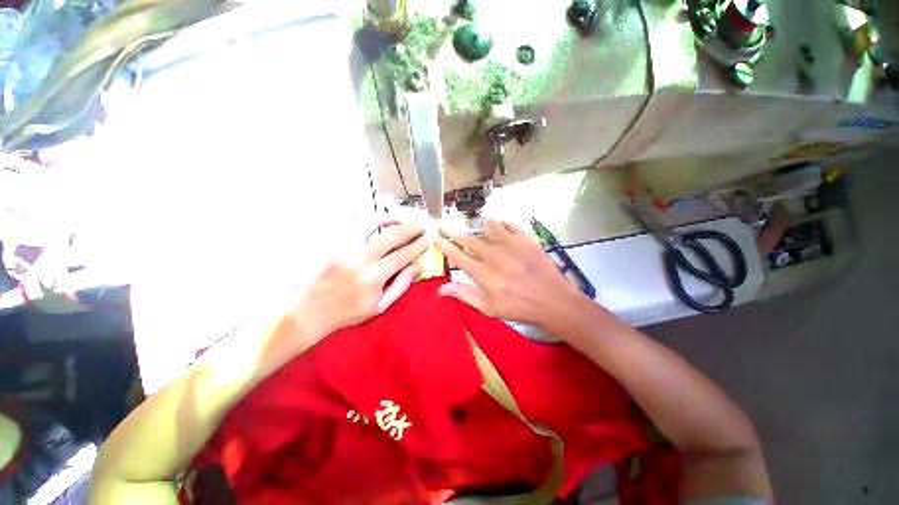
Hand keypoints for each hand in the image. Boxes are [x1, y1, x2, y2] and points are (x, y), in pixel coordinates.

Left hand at [294, 221, 428, 336]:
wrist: (310, 310)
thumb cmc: (348, 312)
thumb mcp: (379, 306)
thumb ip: (401, 285)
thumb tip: (417, 266)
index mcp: (373, 278)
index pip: (403, 255)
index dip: (418, 245)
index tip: (427, 239)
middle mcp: (360, 259)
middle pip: (392, 236)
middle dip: (411, 228)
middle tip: (421, 226)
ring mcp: (345, 248)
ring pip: (374, 223)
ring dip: (393, 219)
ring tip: (403, 219)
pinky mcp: (334, 243)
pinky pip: (358, 225)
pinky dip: (373, 220)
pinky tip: (382, 221)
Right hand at [436, 218, 590, 334]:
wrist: (552, 301)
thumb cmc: (518, 307)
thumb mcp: (488, 308)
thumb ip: (464, 295)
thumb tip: (440, 289)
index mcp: (484, 274)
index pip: (459, 256)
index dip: (446, 246)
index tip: (438, 239)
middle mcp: (494, 255)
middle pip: (469, 239)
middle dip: (453, 232)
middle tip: (444, 225)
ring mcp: (511, 244)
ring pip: (487, 227)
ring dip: (478, 227)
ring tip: (475, 228)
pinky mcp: (525, 238)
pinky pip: (508, 223)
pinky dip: (500, 223)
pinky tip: (497, 226)